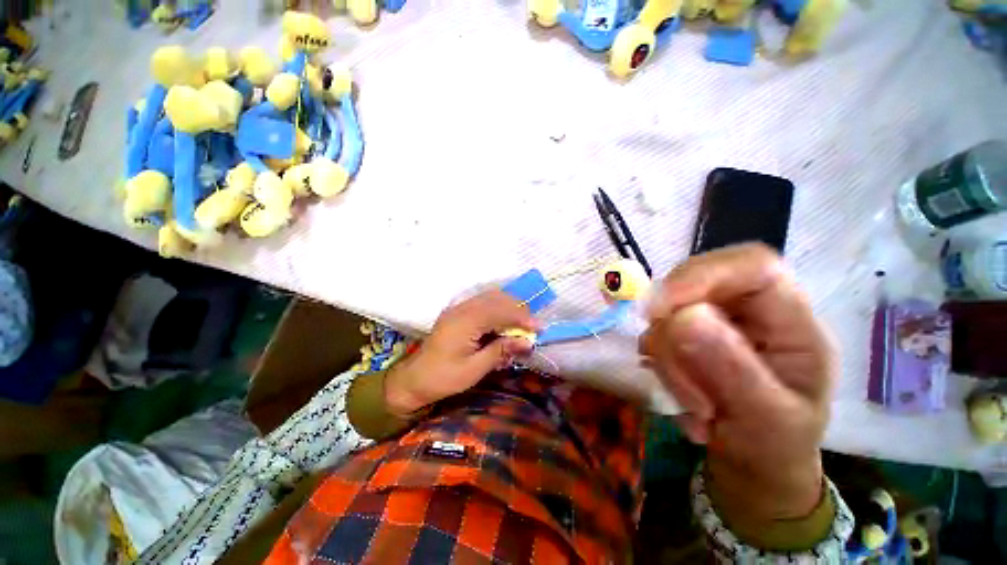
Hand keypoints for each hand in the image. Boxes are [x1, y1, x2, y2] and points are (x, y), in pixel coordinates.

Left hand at [383, 290, 538, 416]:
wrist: (414, 379)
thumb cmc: (444, 378)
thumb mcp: (474, 369)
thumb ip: (501, 351)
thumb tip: (527, 342)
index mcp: (465, 322)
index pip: (500, 311)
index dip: (522, 318)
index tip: (539, 329)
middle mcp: (462, 308)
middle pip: (497, 299)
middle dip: (518, 310)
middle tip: (531, 328)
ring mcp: (458, 307)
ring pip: (491, 297)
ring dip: (509, 307)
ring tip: (521, 324)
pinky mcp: (458, 311)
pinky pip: (483, 302)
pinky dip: (498, 309)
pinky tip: (504, 322)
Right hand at [639, 244, 835, 520]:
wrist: (753, 463)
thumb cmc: (775, 446)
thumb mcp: (766, 421)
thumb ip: (732, 370)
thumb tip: (682, 317)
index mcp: (792, 323)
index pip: (752, 266)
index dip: (703, 275)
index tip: (659, 310)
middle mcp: (751, 312)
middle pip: (696, 283)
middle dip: (673, 327)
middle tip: (668, 369)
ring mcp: (714, 321)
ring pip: (668, 312)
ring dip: (667, 359)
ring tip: (693, 407)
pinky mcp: (686, 335)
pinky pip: (656, 332)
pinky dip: (659, 363)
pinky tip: (680, 395)